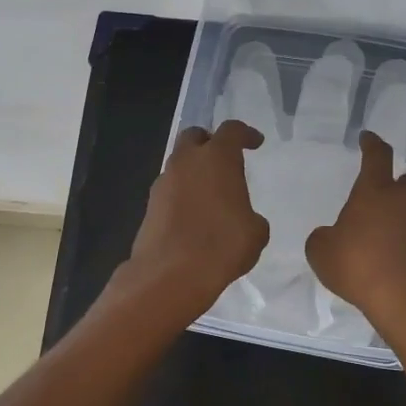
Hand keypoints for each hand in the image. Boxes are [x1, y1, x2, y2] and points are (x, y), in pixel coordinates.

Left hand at [123, 121, 270, 322]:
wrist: (170, 274)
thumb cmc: (222, 245)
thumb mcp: (256, 232)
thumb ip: (251, 216)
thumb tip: (243, 218)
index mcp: (217, 158)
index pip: (232, 131)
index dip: (246, 134)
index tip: (255, 142)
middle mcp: (186, 162)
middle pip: (195, 137)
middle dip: (209, 143)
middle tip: (224, 160)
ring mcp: (163, 183)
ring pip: (179, 164)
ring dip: (194, 171)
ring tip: (210, 194)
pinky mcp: (150, 206)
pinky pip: (170, 190)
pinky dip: (183, 194)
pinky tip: (194, 216)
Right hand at [306, 131, 405, 333]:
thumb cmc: (358, 265)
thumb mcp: (321, 252)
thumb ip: (323, 237)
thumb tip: (330, 236)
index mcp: (375, 190)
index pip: (376, 156)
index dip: (371, 144)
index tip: (367, 137)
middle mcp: (404, 200)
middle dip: (394, 184)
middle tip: (378, 197)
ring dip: (401, 215)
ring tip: (381, 233)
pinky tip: (391, 257)